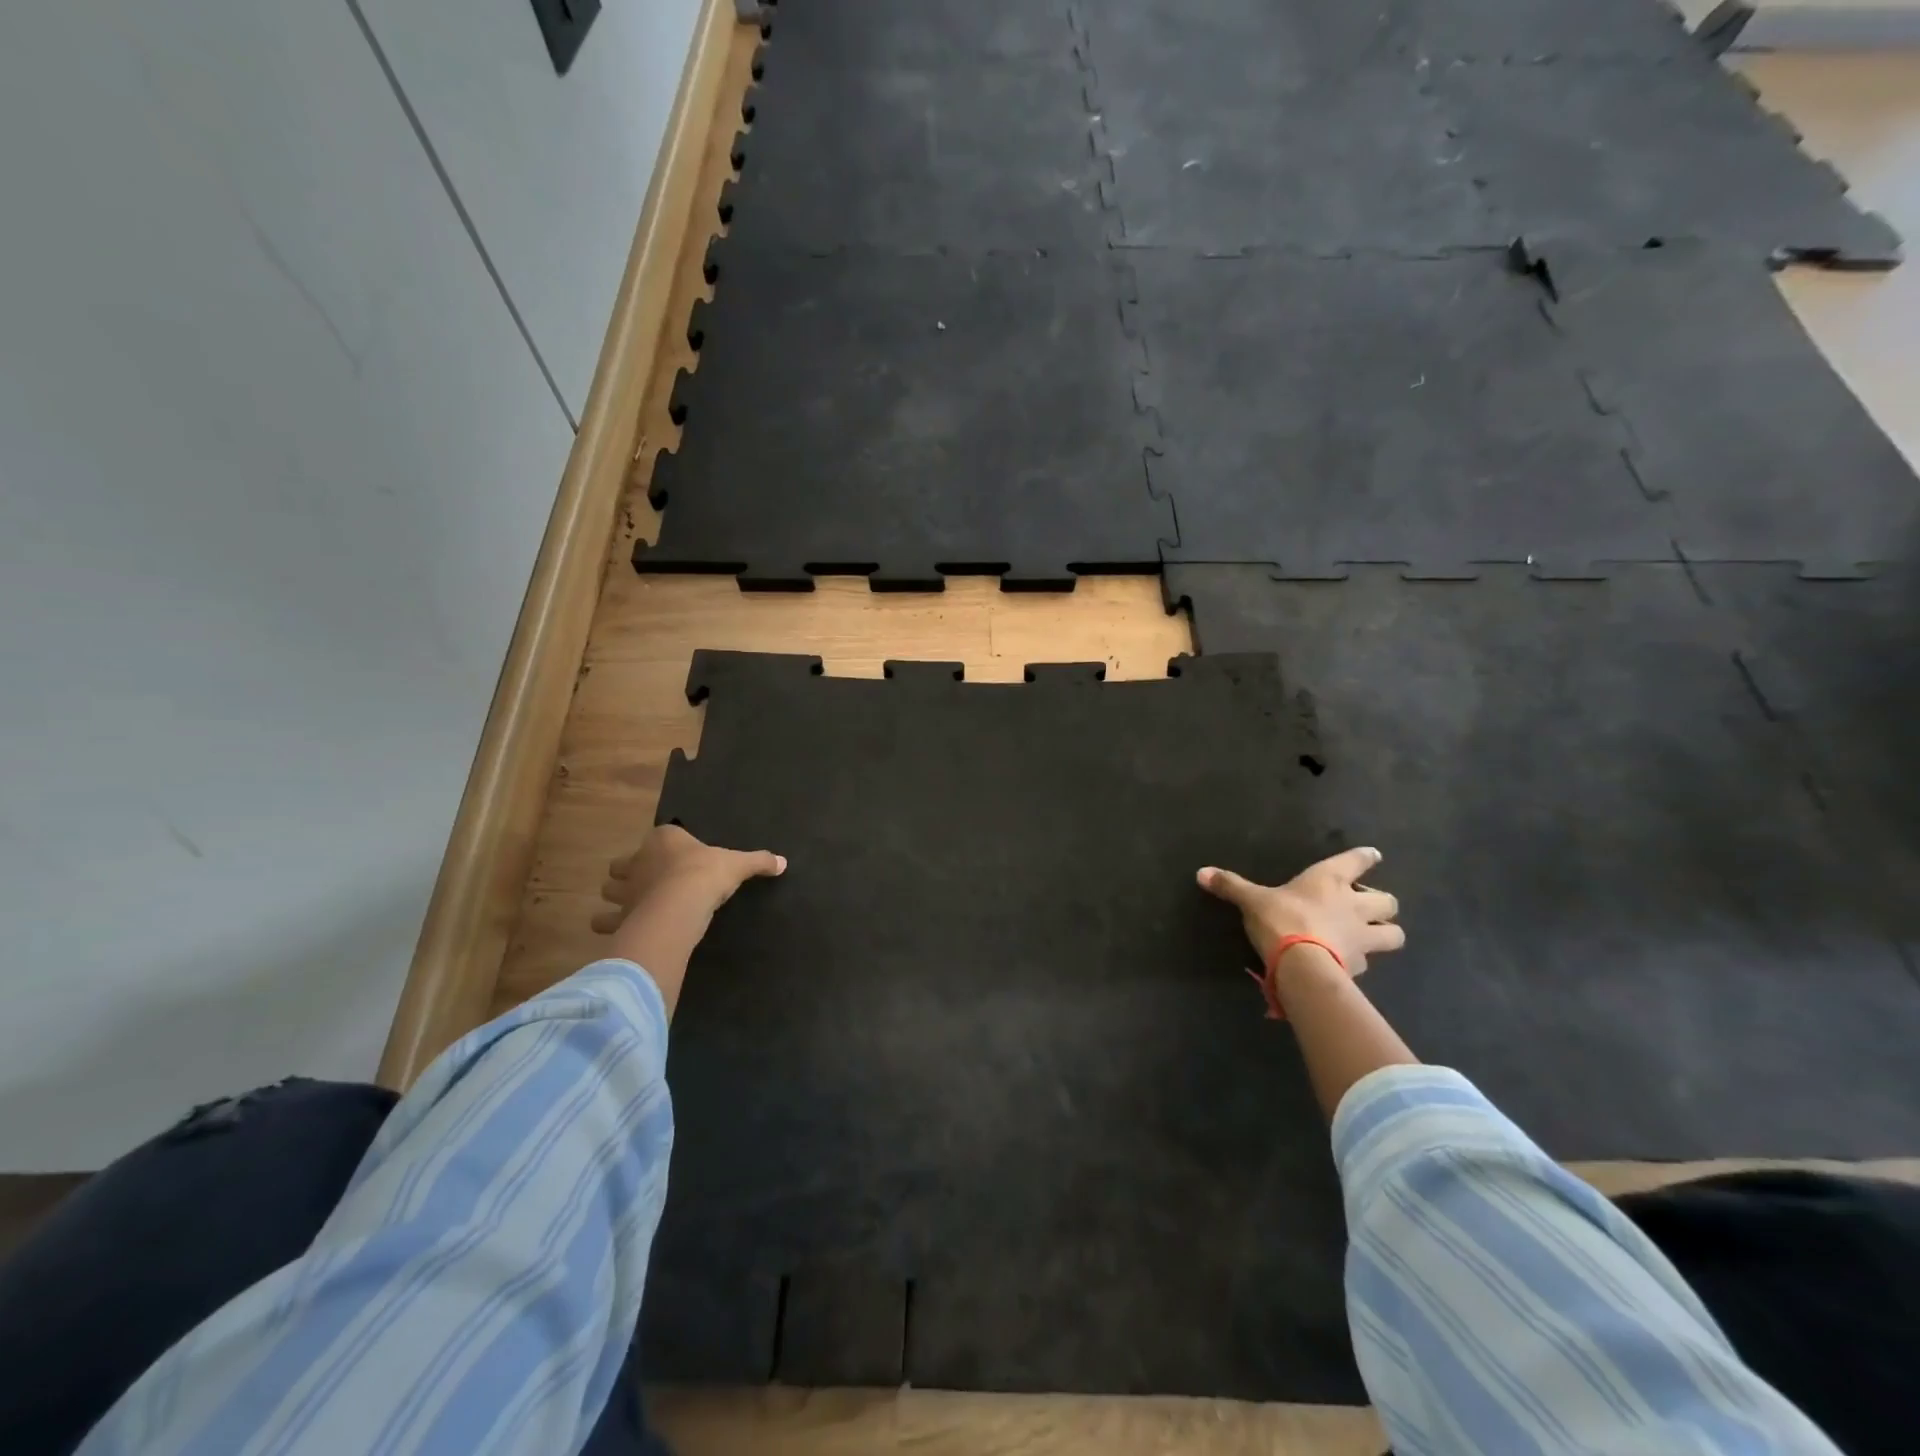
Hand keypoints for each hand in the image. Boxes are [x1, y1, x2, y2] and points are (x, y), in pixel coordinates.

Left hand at [594, 824, 784, 932]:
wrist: (681, 905)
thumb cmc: (707, 874)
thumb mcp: (738, 864)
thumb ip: (758, 861)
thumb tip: (783, 862)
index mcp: (664, 840)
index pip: (659, 837)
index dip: (664, 847)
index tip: (676, 859)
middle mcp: (638, 860)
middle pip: (623, 863)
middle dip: (630, 871)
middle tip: (648, 882)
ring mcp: (625, 889)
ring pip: (609, 890)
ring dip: (617, 896)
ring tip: (633, 905)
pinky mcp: (619, 916)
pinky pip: (605, 921)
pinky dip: (609, 925)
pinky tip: (622, 930)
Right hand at [1197, 847, 1403, 978]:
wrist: (1302, 965)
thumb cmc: (1281, 919)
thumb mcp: (1251, 900)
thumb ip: (1230, 886)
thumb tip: (1200, 872)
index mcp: (1330, 880)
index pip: (1357, 861)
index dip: (1365, 858)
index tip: (1373, 856)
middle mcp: (1354, 905)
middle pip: (1388, 901)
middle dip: (1383, 904)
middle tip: (1366, 906)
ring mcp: (1362, 938)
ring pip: (1394, 934)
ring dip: (1386, 933)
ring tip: (1373, 936)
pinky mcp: (1360, 967)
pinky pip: (1369, 962)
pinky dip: (1361, 961)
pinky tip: (1348, 962)